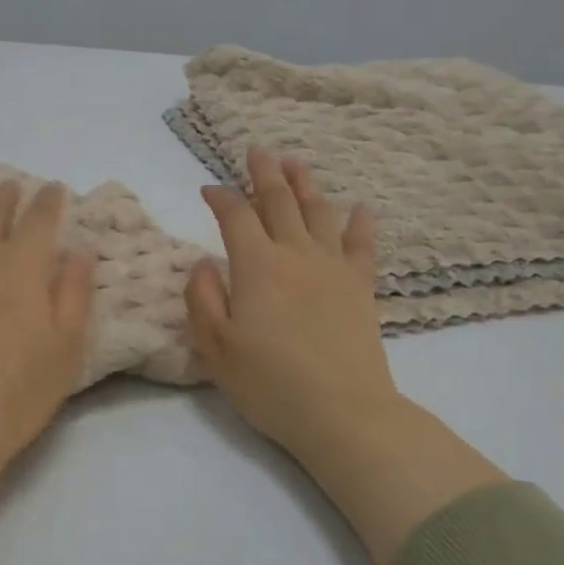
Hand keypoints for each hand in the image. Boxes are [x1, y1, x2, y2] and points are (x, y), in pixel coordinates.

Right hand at [186, 147, 504, 564]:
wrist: (344, 414)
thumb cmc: (270, 383)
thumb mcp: (216, 346)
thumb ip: (202, 298)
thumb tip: (204, 263)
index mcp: (257, 267)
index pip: (236, 216)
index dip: (220, 197)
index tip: (208, 188)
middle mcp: (296, 256)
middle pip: (279, 203)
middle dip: (264, 174)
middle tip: (257, 150)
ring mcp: (333, 269)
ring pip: (318, 214)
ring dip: (305, 185)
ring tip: (295, 162)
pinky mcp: (360, 289)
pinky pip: (361, 247)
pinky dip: (360, 224)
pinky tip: (361, 208)